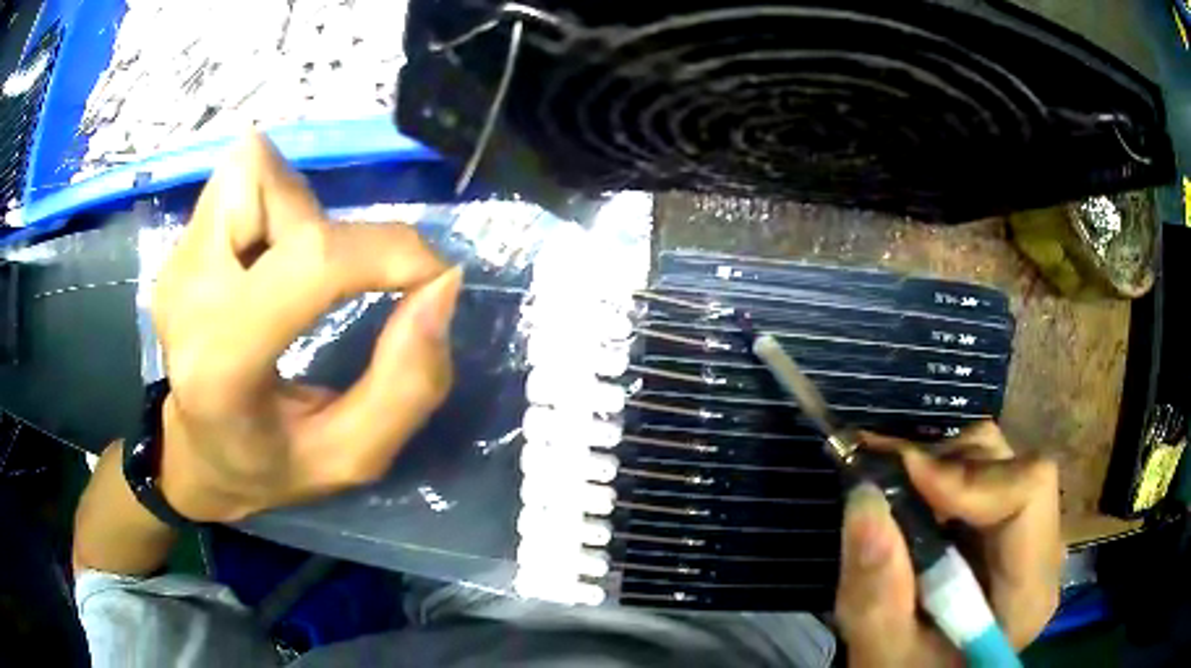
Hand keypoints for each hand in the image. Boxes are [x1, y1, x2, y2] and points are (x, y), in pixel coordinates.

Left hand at [152, 132, 460, 522]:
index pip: (312, 262)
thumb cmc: (270, 465)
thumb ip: (407, 386)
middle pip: (277, 190)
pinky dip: (276, 205)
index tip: (430, 277)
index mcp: (221, 365)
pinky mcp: (179, 244)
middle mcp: (187, 294)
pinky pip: (243, 179)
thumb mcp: (352, 457)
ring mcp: (177, 261)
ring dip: (301, 213)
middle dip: (333, 231)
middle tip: (335, 291)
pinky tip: (268, 264)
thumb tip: (440, 285)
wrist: (195, 452)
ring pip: (256, 170)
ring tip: (293, 279)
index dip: (388, 251)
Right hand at [834, 422, 1062, 666]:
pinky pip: (984, 473)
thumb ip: (877, 591)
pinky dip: (942, 476)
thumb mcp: (882, 651)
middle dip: (948, 468)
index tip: (906, 477)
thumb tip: (866, 498)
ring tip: (896, 492)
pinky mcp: (1008, 528)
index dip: (971, 476)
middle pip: (1013, 468)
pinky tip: (911, 498)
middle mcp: (1042, 552)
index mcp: (1029, 593)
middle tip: (886, 479)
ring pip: (998, 461)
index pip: (1029, 492)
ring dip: (942, 469)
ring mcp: (1029, 535)